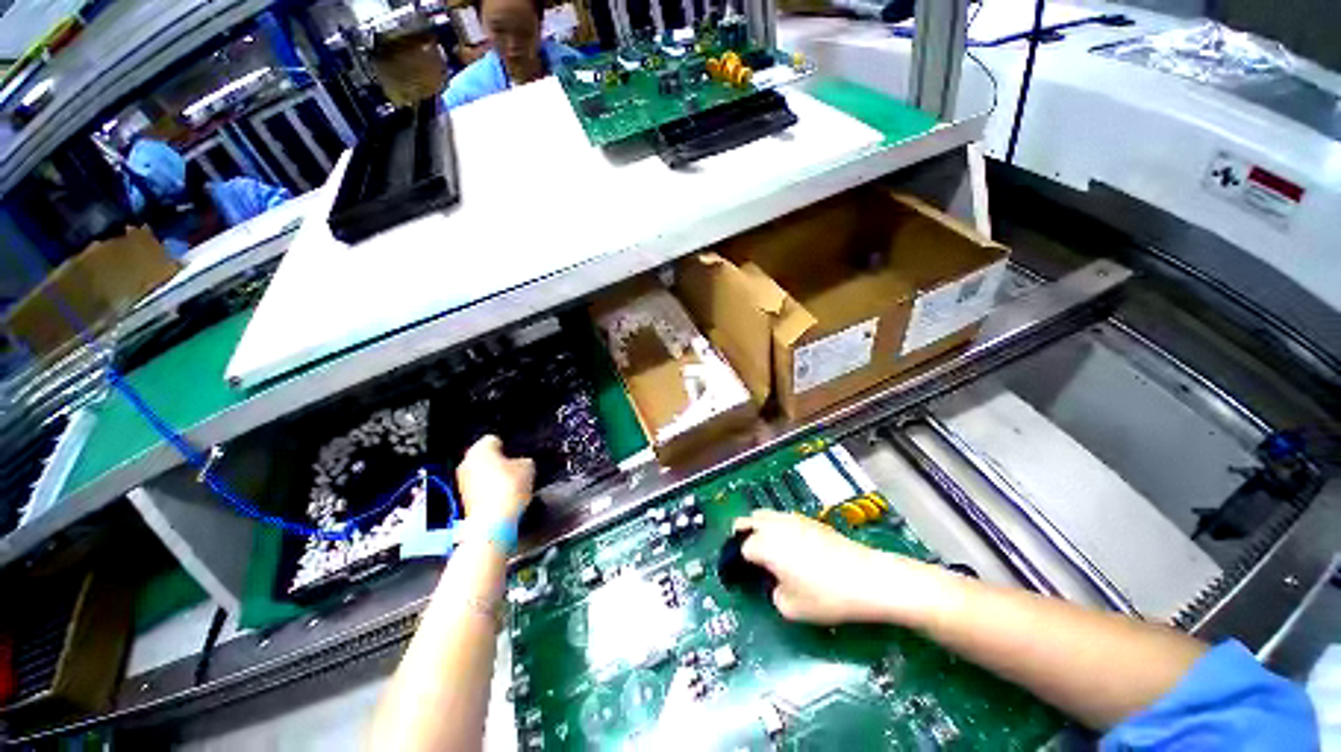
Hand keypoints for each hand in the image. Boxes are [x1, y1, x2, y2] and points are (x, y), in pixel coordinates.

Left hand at [455, 435, 534, 523]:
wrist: (494, 520)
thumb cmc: (508, 488)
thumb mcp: (528, 466)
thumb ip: (524, 460)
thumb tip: (520, 464)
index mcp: (480, 448)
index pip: (495, 440)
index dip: (509, 447)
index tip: (518, 455)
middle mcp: (467, 462)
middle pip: (486, 457)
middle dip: (500, 463)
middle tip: (516, 470)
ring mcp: (463, 481)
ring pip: (482, 473)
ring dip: (494, 477)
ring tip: (512, 485)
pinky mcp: (464, 499)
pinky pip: (480, 489)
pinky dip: (490, 491)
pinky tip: (504, 497)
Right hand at [735, 510, 952, 627]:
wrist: (868, 578)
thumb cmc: (826, 596)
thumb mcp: (791, 607)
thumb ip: (773, 593)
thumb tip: (775, 582)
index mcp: (765, 544)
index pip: (741, 548)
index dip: (738, 563)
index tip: (742, 577)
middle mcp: (775, 525)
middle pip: (748, 520)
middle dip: (742, 536)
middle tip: (749, 558)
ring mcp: (793, 519)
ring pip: (766, 515)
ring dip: (760, 529)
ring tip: (769, 551)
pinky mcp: (810, 520)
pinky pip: (783, 519)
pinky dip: (778, 528)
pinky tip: (791, 547)